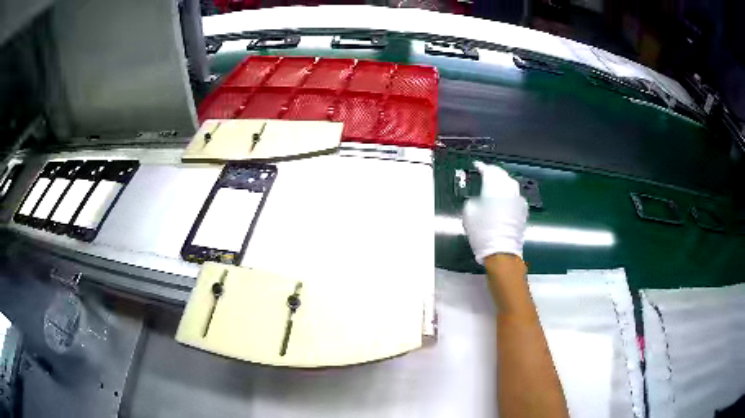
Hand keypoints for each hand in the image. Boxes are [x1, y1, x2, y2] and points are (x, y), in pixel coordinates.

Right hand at [462, 161, 528, 263]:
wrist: (501, 252)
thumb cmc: (482, 233)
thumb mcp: (468, 213)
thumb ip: (473, 200)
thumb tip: (479, 200)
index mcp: (494, 188)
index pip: (489, 171)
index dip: (482, 166)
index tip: (477, 165)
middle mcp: (508, 191)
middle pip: (502, 175)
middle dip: (493, 172)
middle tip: (486, 172)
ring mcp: (518, 201)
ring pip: (511, 184)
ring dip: (502, 181)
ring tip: (495, 183)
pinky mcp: (523, 211)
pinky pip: (515, 196)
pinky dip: (509, 193)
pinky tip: (504, 198)